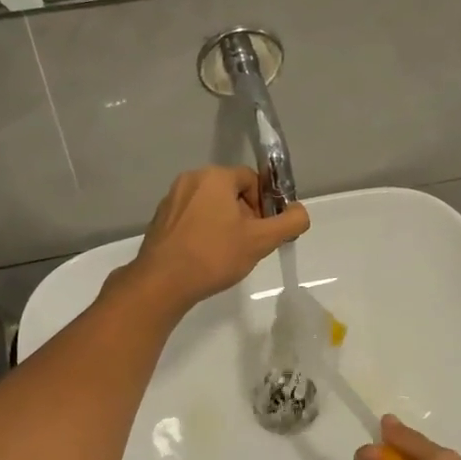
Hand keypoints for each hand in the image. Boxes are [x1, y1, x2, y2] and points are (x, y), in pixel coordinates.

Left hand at [122, 166, 309, 313]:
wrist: (162, 283)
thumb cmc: (214, 256)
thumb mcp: (261, 241)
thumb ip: (289, 223)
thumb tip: (300, 212)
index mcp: (214, 176)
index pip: (252, 179)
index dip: (265, 204)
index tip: (264, 231)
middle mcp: (190, 180)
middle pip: (230, 191)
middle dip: (245, 215)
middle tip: (248, 244)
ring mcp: (171, 199)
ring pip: (210, 206)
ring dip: (224, 224)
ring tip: (227, 253)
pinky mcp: (159, 220)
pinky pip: (191, 218)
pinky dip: (203, 231)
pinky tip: (205, 256)